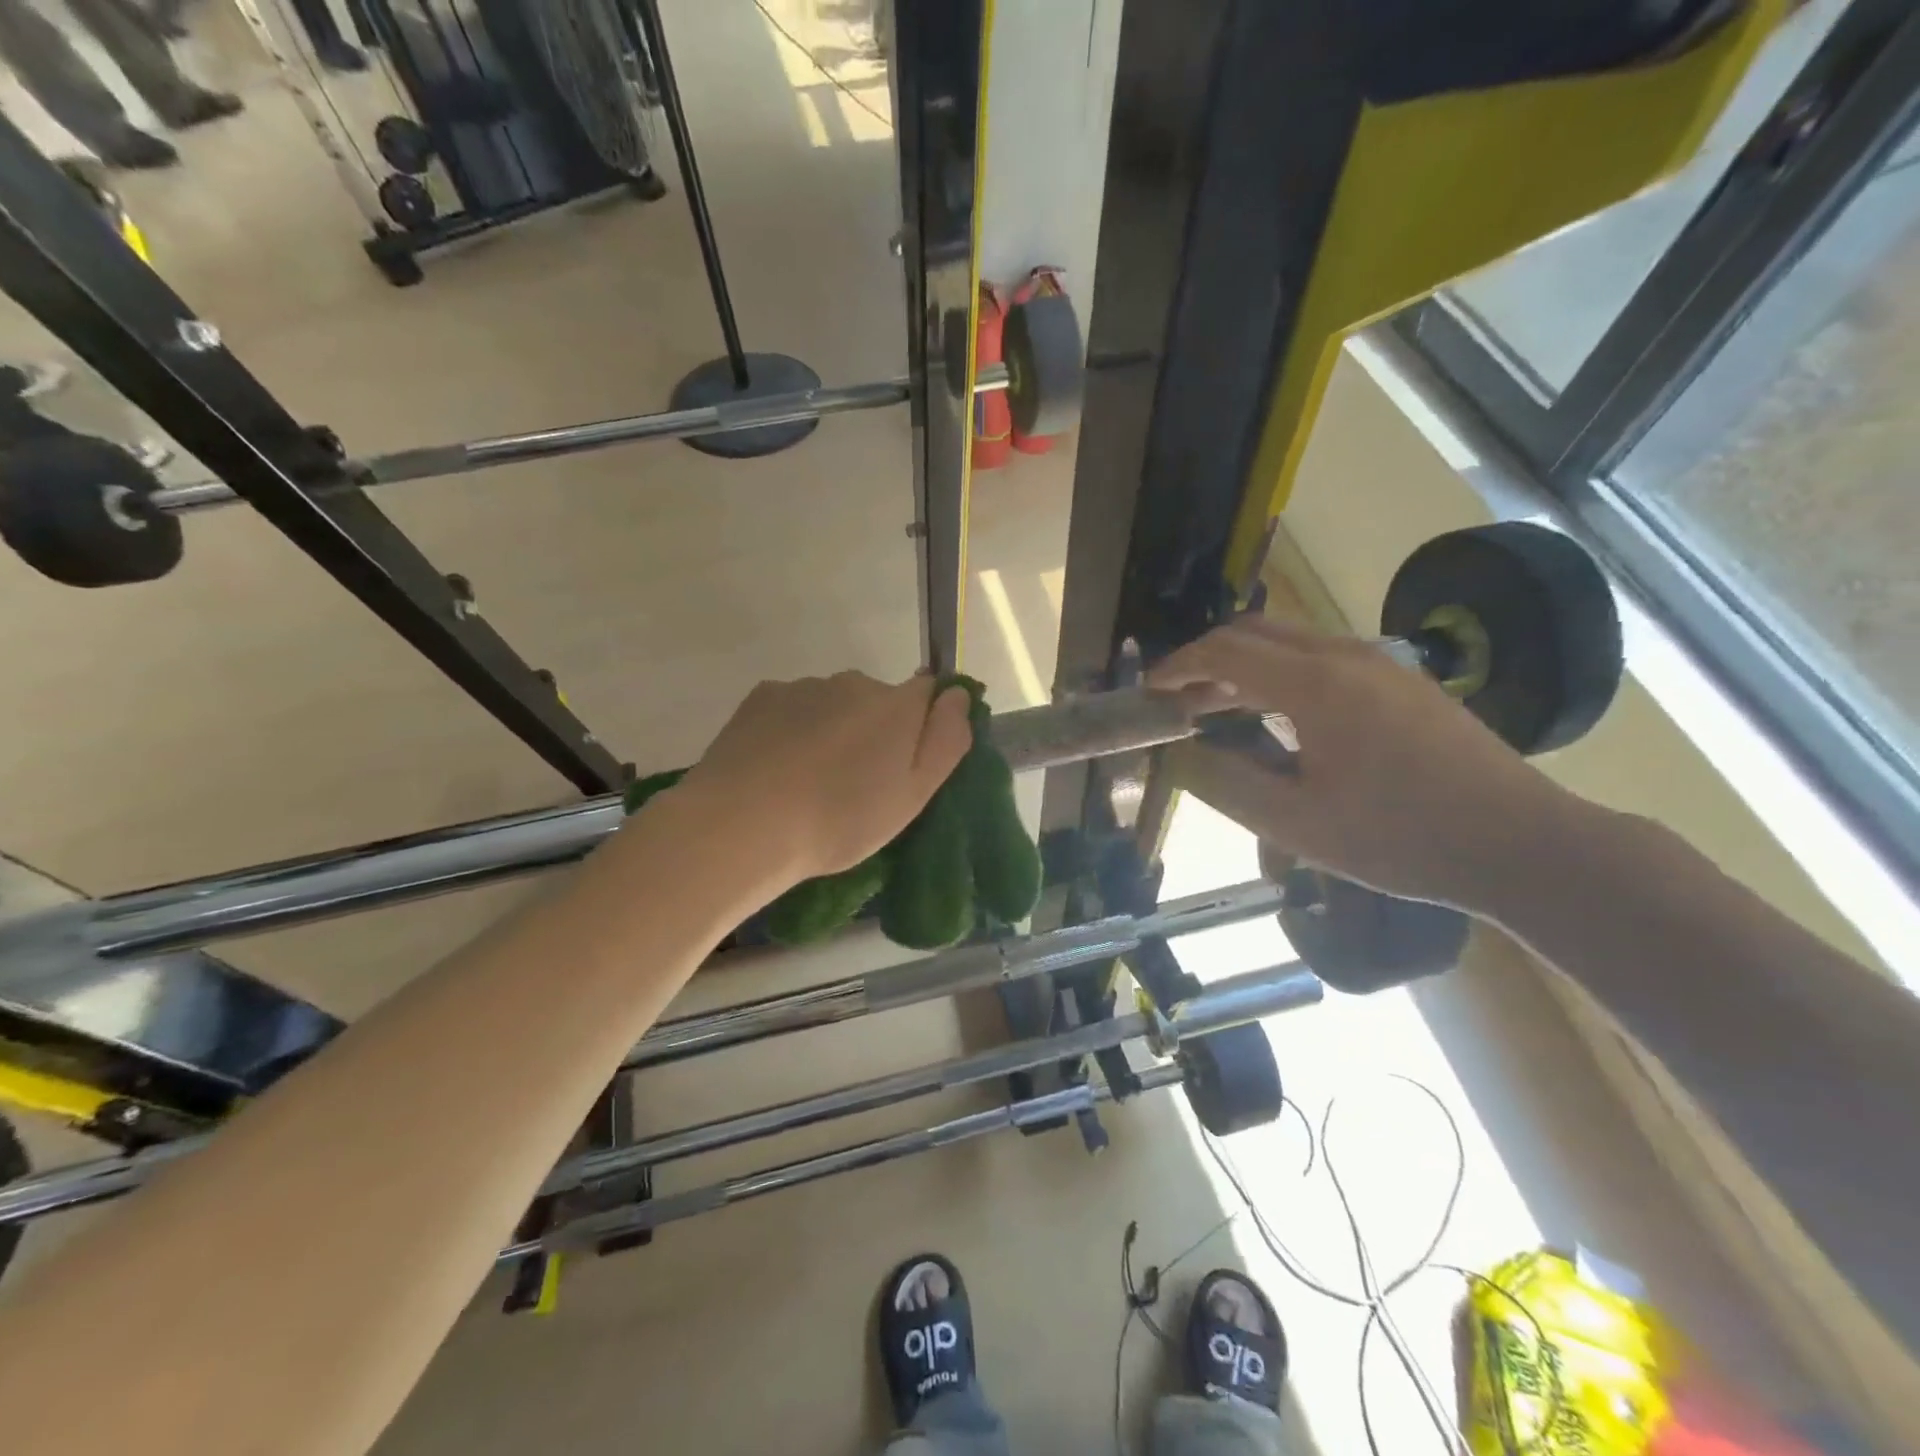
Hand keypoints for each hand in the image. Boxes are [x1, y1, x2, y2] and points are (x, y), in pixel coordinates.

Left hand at [671, 671, 972, 885]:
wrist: (743, 825)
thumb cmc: (842, 819)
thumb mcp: (914, 794)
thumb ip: (946, 739)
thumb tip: (957, 695)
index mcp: (897, 704)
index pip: (928, 691)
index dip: (924, 723)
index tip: (905, 762)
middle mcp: (854, 682)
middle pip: (878, 700)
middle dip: (874, 730)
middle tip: (856, 785)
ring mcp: (803, 686)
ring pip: (832, 704)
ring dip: (832, 730)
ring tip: (810, 781)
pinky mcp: (761, 697)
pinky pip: (792, 708)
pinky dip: (792, 729)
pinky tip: (777, 767)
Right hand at [1148, 618, 1579, 911]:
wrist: (1522, 844)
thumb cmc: (1401, 838)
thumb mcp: (1297, 825)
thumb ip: (1228, 784)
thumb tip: (1183, 756)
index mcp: (1316, 685)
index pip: (1225, 651)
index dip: (1178, 667)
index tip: (1149, 692)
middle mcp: (1346, 656)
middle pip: (1256, 632)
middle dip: (1206, 660)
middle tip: (1178, 701)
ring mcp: (1381, 663)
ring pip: (1290, 643)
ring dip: (1245, 667)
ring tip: (1218, 711)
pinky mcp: (1403, 680)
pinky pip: (1322, 659)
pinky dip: (1280, 675)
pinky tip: (1278, 719)